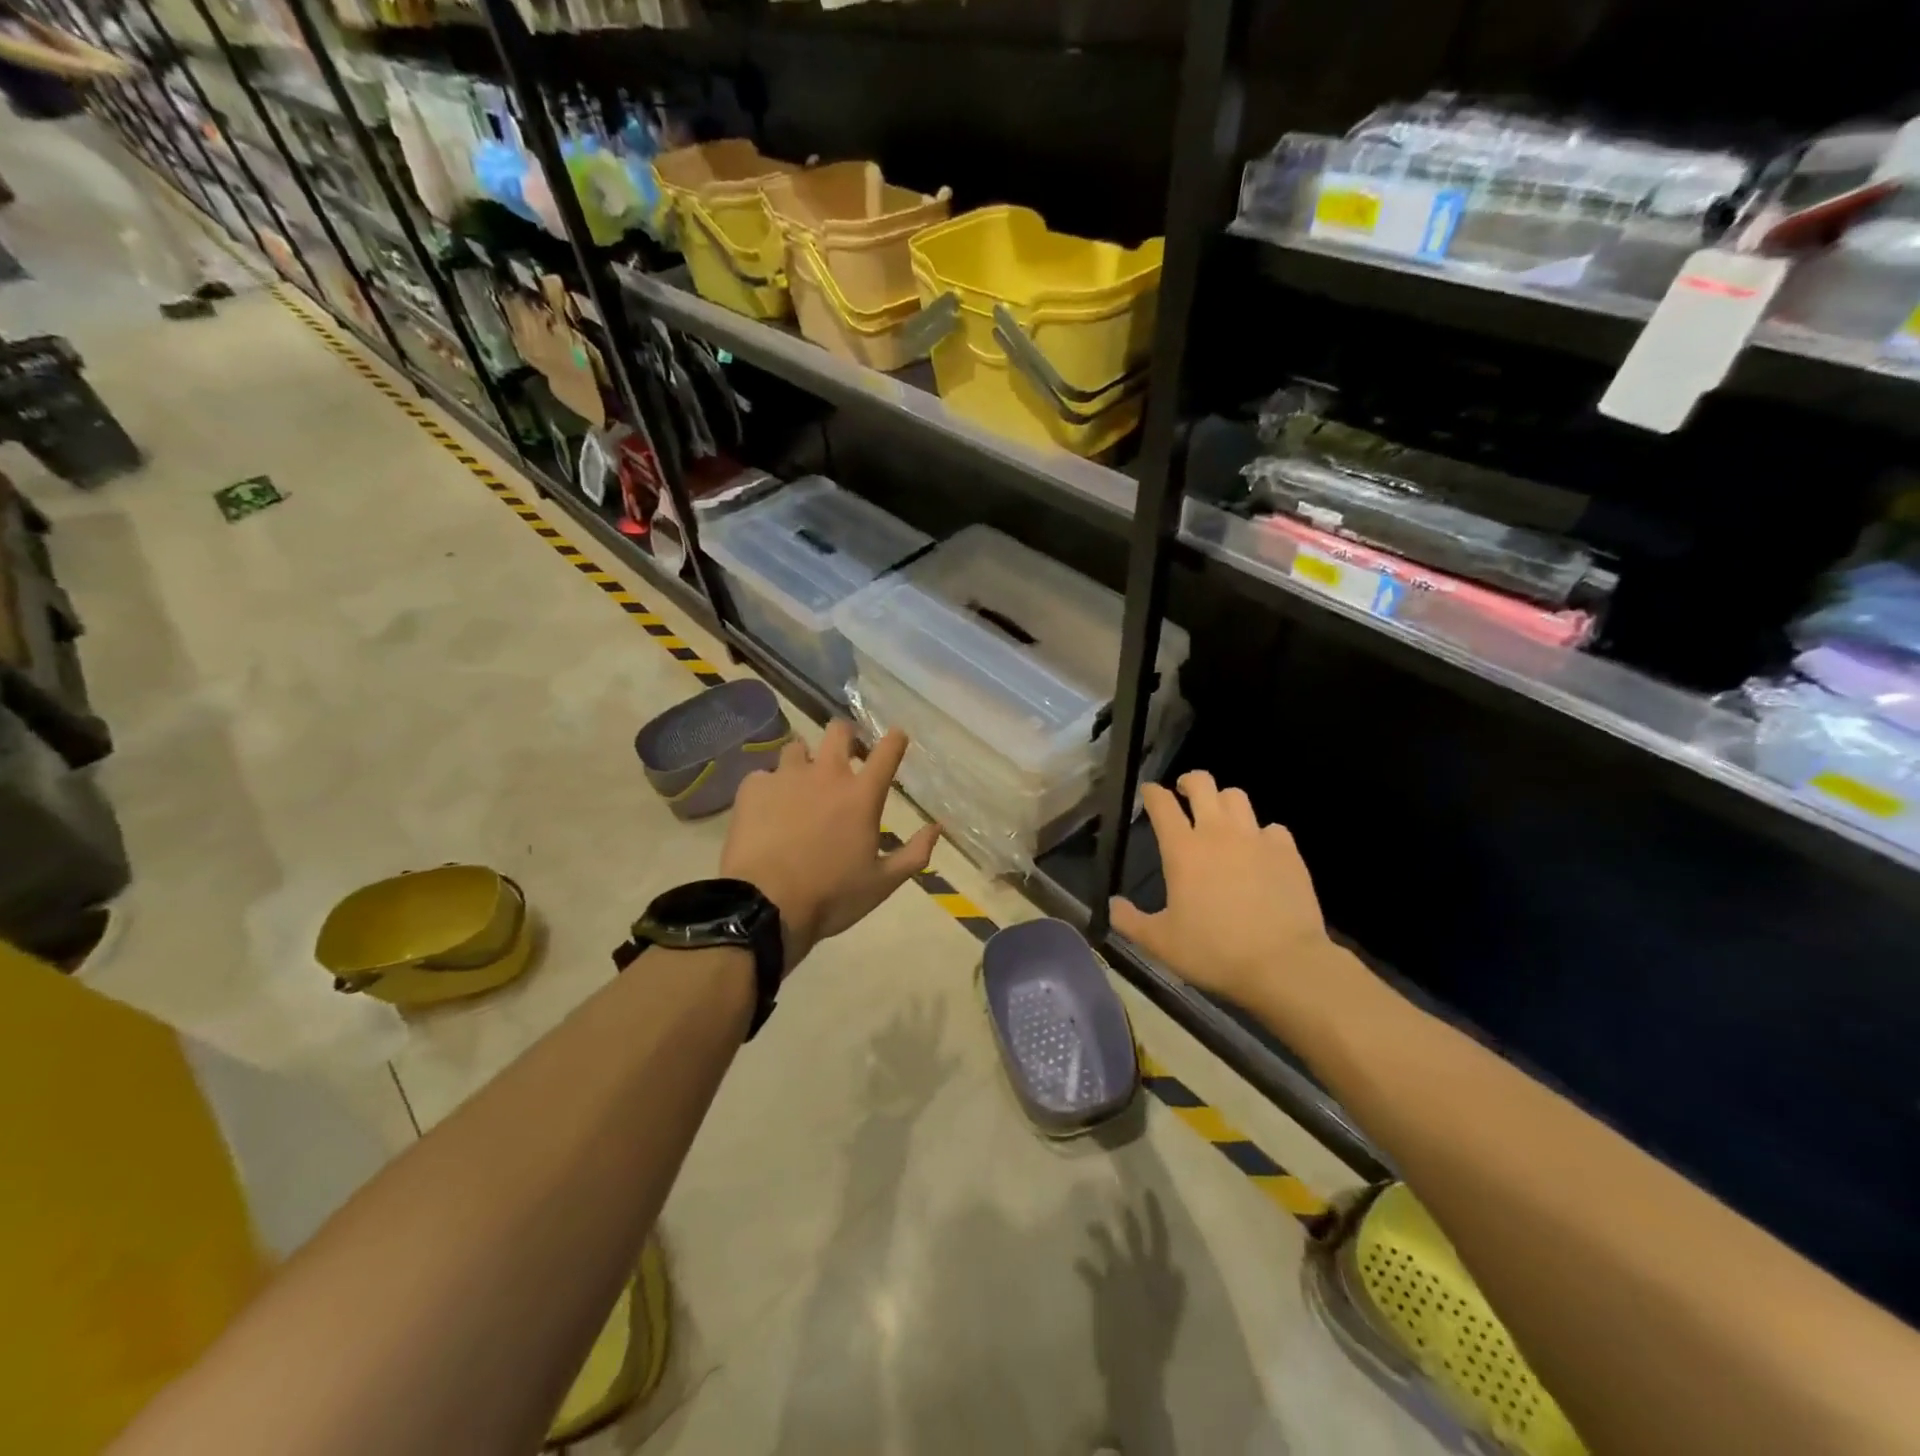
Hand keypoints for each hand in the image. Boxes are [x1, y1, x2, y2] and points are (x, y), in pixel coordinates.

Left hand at [720, 722, 938, 972]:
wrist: (765, 906)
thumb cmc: (832, 896)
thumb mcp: (882, 883)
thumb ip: (915, 853)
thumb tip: (937, 828)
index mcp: (862, 796)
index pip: (887, 752)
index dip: (895, 739)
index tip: (897, 737)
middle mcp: (826, 775)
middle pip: (838, 731)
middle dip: (846, 736)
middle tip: (845, 754)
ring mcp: (786, 777)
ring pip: (797, 747)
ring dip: (804, 760)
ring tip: (800, 783)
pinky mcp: (753, 788)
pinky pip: (763, 776)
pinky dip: (769, 788)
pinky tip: (766, 810)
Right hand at [1109, 771, 1346, 1011]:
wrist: (1284, 964)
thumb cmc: (1214, 952)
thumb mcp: (1161, 943)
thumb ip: (1130, 921)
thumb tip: (1112, 905)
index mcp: (1183, 850)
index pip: (1162, 804)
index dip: (1152, 793)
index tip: (1149, 792)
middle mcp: (1218, 833)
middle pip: (1202, 784)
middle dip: (1189, 782)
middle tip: (1184, 793)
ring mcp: (1256, 839)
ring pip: (1237, 797)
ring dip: (1223, 801)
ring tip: (1220, 817)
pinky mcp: (1287, 852)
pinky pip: (1272, 828)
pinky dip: (1261, 833)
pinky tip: (1259, 851)